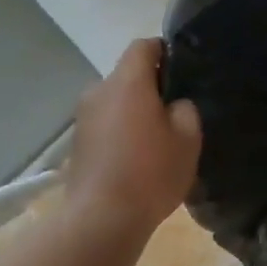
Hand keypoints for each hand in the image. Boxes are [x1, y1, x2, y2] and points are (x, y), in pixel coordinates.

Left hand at [65, 39, 202, 237]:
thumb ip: (185, 109)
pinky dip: (122, 130)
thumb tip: (174, 104)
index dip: (165, 51)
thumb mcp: (188, 138)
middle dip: (152, 86)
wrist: (101, 219)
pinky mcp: (78, 142)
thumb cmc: (150, 172)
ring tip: (158, 137)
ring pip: (117, 100)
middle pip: (128, 75)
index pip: (143, 46)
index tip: (183, 70)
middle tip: (177, 110)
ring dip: (135, 110)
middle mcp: (99, 91)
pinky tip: (138, 156)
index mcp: (127, 82)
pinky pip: (107, 123)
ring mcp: (84, 117)